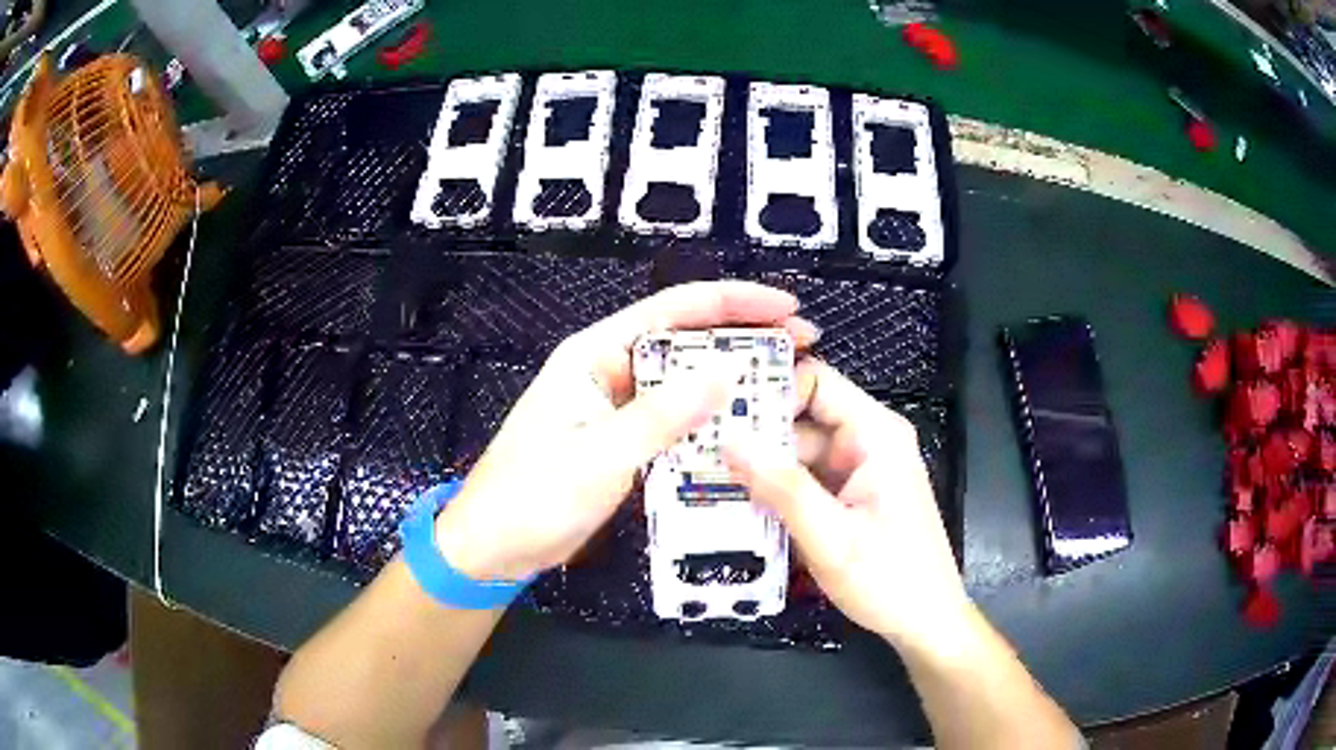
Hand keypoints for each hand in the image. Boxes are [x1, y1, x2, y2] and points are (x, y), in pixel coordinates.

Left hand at [433, 281, 816, 583]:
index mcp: (594, 355)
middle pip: (684, 342)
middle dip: (742, 339)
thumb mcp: (601, 455)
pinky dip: (709, 422)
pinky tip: (743, 430)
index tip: (785, 306)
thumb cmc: (533, 497)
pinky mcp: (624, 441)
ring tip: (785, 386)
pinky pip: (675, 421)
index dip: (733, 302)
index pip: (672, 310)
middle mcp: (609, 371)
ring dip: (730, 383)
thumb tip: (728, 370)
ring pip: (684, 384)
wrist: (494, 547)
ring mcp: (617, 408)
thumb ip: (664, 414)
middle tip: (801, 348)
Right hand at [723, 359, 968, 649]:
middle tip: (697, 448)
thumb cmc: (890, 580)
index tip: (718, 407)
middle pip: (801, 419)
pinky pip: (805, 481)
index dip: (769, 388)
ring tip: (705, 478)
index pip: (816, 382)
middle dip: (754, 434)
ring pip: (797, 453)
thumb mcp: (832, 537)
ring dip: (760, 468)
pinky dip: (775, 492)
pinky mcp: (849, 497)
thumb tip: (729, 439)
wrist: (926, 623)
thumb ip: (782, 487)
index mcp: (875, 434)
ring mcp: (858, 471)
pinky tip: (737, 503)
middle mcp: (867, 442)